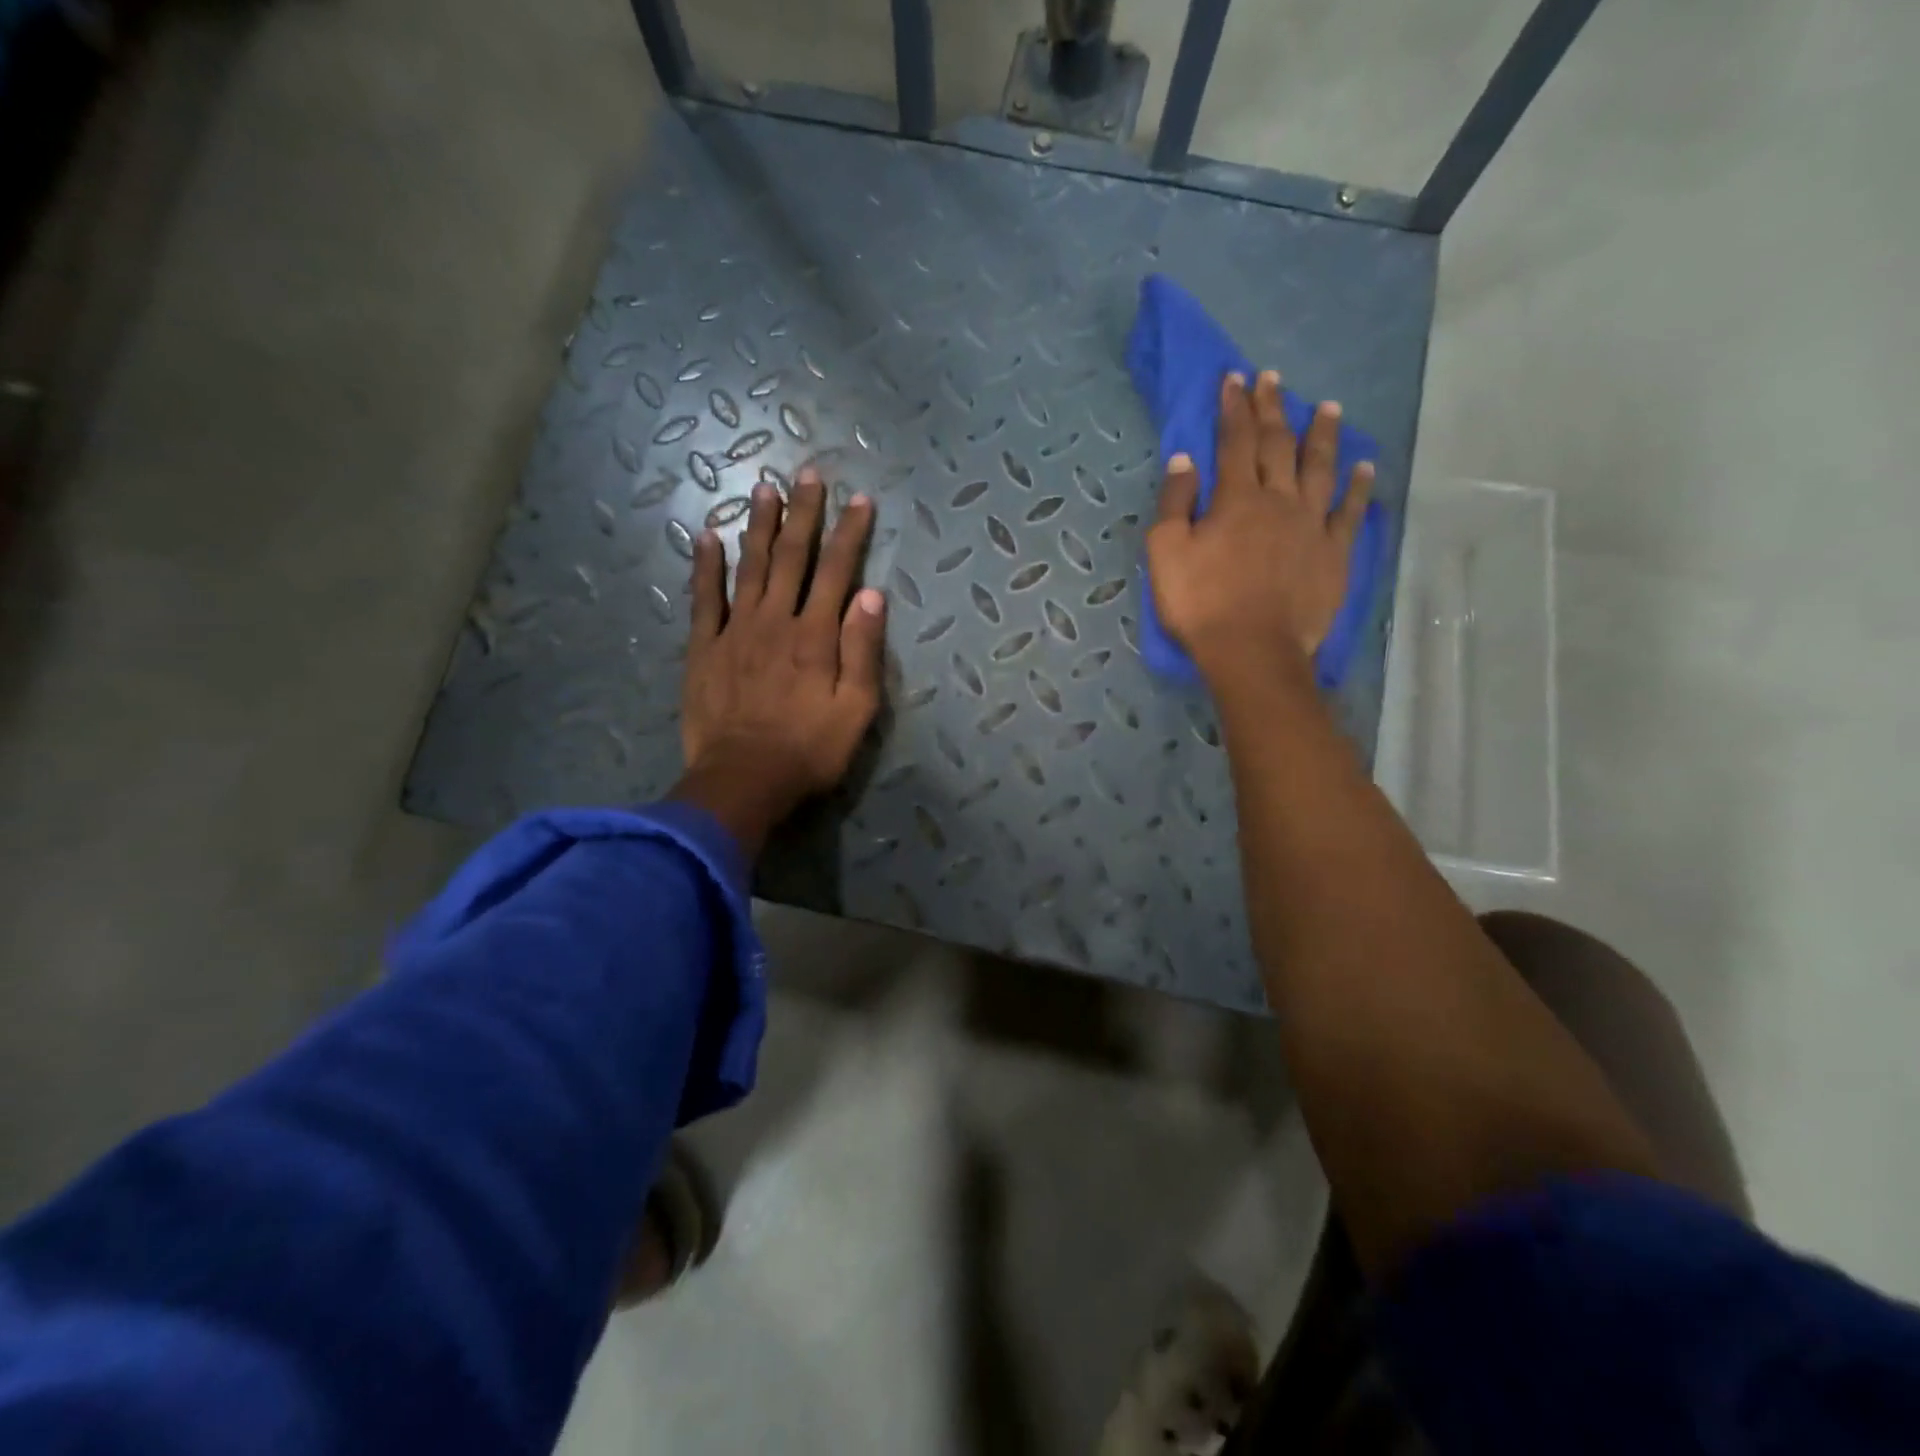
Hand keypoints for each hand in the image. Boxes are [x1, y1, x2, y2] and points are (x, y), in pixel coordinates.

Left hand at [671, 469, 885, 855]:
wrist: (743, 780)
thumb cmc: (809, 750)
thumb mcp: (856, 710)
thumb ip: (862, 651)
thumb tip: (870, 595)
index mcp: (816, 635)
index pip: (837, 571)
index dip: (850, 533)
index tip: (860, 500)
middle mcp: (776, 620)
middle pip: (793, 557)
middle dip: (803, 513)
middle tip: (808, 474)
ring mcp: (736, 630)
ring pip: (751, 566)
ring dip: (760, 526)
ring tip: (765, 488)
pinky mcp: (704, 648)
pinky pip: (704, 598)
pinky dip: (706, 566)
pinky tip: (707, 536)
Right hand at [1146, 371, 1372, 690]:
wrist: (1253, 651)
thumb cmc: (1202, 605)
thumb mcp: (1166, 554)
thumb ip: (1175, 504)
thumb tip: (1185, 459)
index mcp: (1235, 499)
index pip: (1234, 441)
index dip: (1233, 407)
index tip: (1234, 379)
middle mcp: (1278, 500)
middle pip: (1277, 445)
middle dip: (1273, 409)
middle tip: (1273, 379)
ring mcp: (1312, 525)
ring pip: (1320, 468)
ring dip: (1322, 435)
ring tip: (1327, 406)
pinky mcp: (1335, 553)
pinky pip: (1351, 511)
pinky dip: (1359, 486)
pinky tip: (1364, 467)